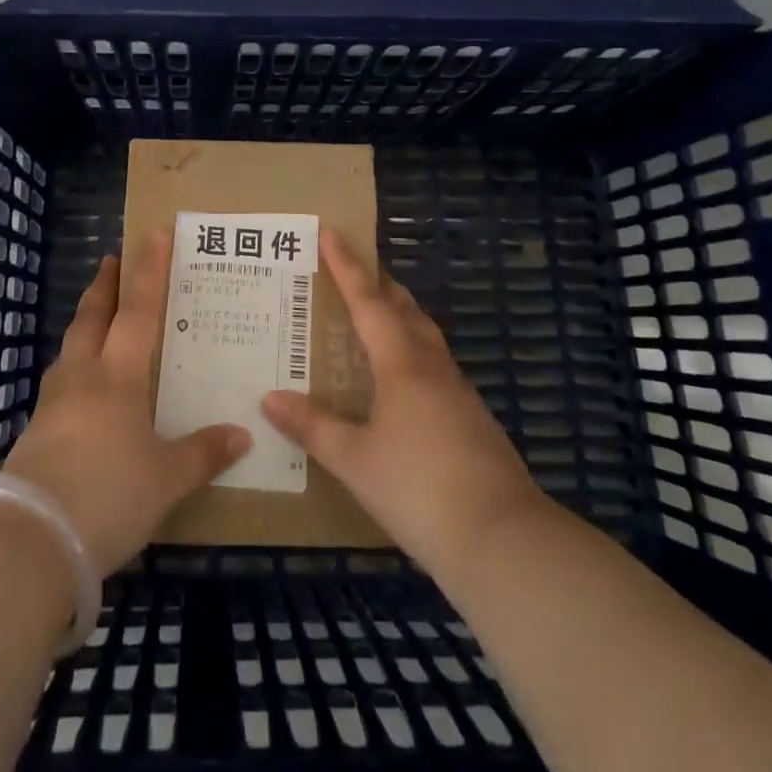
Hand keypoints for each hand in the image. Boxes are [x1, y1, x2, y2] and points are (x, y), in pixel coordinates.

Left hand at [5, 237, 250, 576]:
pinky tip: (79, 385)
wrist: (29, 542)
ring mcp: (53, 402)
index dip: (148, 270)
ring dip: (85, 322)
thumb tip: (243, 434)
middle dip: (106, 284)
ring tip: (96, 317)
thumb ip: (203, 454)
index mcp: (118, 376)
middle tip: (113, 258)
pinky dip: (74, 364)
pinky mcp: (34, 431)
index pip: (138, 309)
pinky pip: (60, 380)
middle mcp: (82, 376)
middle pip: (93, 316)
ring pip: (71, 345)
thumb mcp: (166, 480)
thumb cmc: (108, 496)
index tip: (153, 234)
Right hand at [261, 231, 542, 574]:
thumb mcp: (355, 461)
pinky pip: (434, 362)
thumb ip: (313, 427)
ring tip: (375, 312)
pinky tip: (402, 376)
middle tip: (352, 267)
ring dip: (399, 313)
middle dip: (377, 282)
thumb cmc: (419, 489)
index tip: (331, 231)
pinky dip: (411, 348)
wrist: (502, 539)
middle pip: (403, 308)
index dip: (347, 265)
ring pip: (424, 333)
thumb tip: (269, 398)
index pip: (368, 300)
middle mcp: (431, 365)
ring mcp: (457, 390)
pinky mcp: (471, 416)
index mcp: (401, 363)